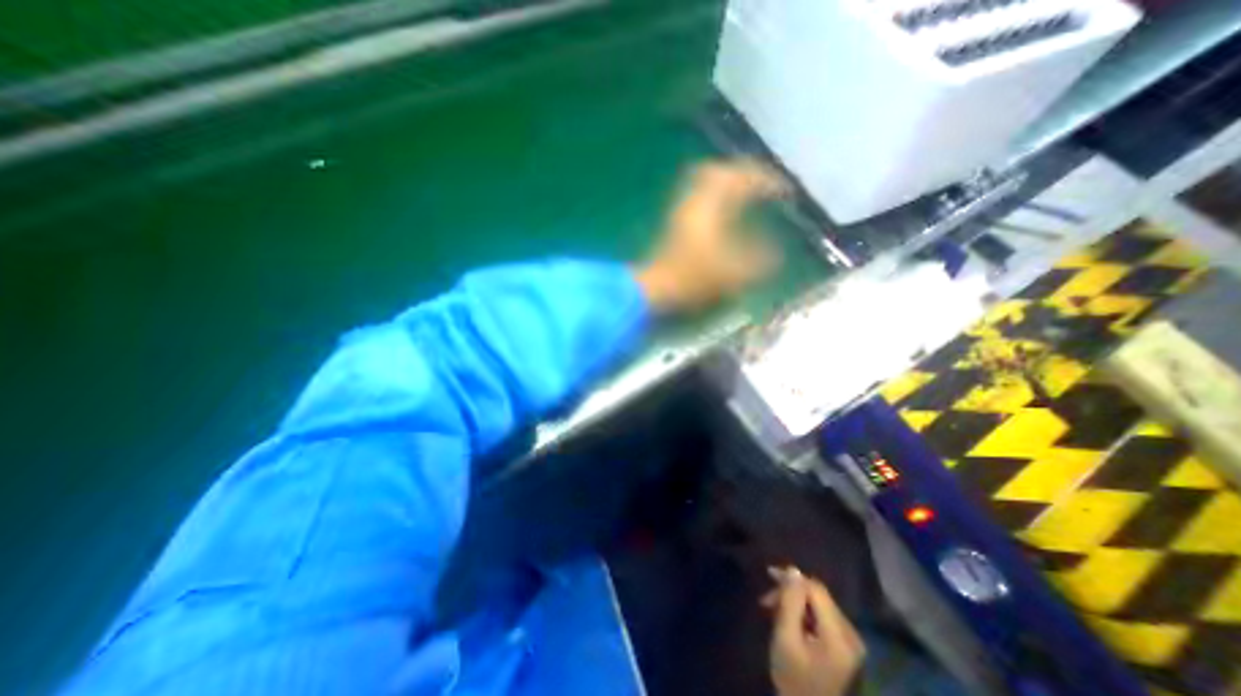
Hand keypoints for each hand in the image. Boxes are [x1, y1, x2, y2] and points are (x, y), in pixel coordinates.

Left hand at [634, 162, 789, 311]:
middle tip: (761, 184)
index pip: (741, 180)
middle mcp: (694, 202)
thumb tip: (776, 255)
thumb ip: (758, 262)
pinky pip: (698, 199)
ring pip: (704, 184)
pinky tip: (723, 216)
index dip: (766, 181)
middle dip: (742, 173)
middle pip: (717, 172)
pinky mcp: (675, 225)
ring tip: (745, 196)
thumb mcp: (731, 273)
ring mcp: (681, 212)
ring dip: (727, 184)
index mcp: (710, 206)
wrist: (654, 288)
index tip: (784, 192)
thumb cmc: (691, 278)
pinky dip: (715, 199)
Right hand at [762, 567, 863, 694]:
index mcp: (840, 636)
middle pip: (819, 595)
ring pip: (819, 604)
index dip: (792, 579)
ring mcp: (851, 641)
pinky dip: (804, 613)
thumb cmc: (793, 679)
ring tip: (774, 609)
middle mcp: (851, 635)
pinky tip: (789, 619)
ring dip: (795, 601)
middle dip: (791, 591)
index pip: (816, 589)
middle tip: (767, 599)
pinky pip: (822, 616)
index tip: (768, 577)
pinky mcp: (845, 646)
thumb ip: (790, 602)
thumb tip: (793, 569)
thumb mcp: (785, 638)